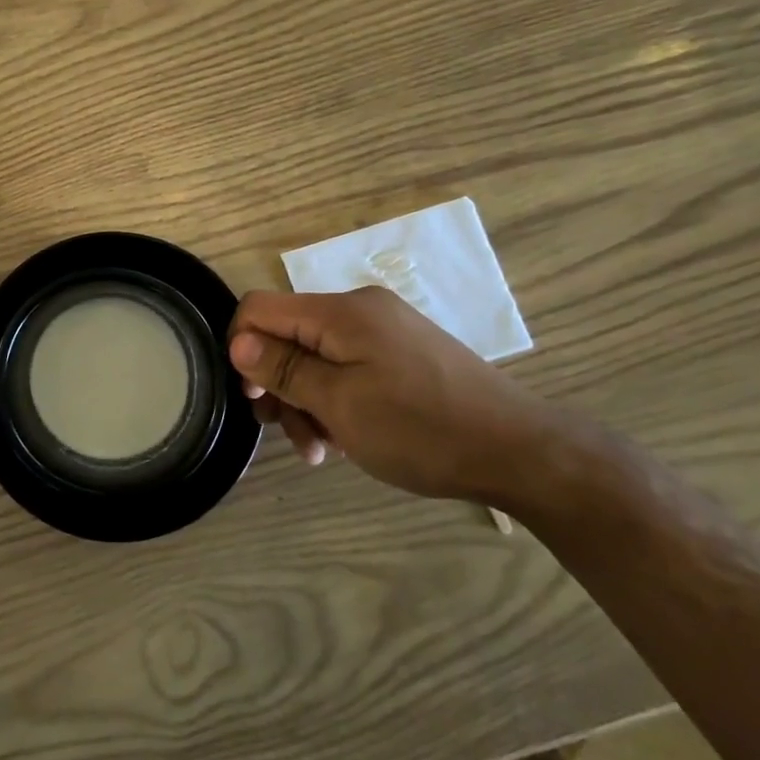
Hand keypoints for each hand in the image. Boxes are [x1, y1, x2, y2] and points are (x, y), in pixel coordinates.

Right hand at [227, 287, 569, 503]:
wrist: (522, 452)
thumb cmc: (421, 429)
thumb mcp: (340, 404)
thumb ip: (284, 369)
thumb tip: (237, 342)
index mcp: (341, 312)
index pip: (260, 307)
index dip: (243, 348)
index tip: (256, 398)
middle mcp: (359, 311)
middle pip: (288, 335)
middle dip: (277, 384)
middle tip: (285, 433)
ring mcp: (384, 332)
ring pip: (317, 357)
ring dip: (306, 401)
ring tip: (319, 452)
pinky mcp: (402, 354)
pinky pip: (348, 368)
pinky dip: (336, 400)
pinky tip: (345, 440)